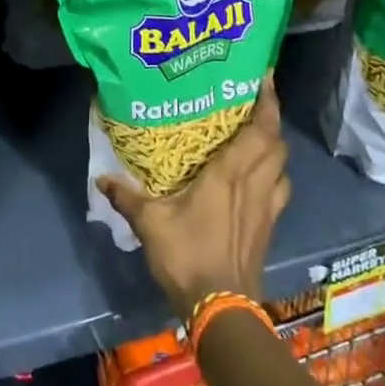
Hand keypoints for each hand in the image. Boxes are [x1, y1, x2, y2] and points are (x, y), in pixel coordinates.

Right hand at [96, 75, 290, 319]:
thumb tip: (101, 178)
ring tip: (259, 139)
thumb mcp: (150, 223)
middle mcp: (255, 185)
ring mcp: (266, 208)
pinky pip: (279, 191)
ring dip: (276, 150)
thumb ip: (127, 197)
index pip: (261, 130)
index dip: (268, 102)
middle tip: (256, 104)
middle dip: (272, 121)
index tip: (266, 77)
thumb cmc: (187, 255)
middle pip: (277, 145)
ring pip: (283, 168)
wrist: (221, 308)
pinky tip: (259, 181)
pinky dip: (275, 177)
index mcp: (231, 174)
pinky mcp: (269, 229)